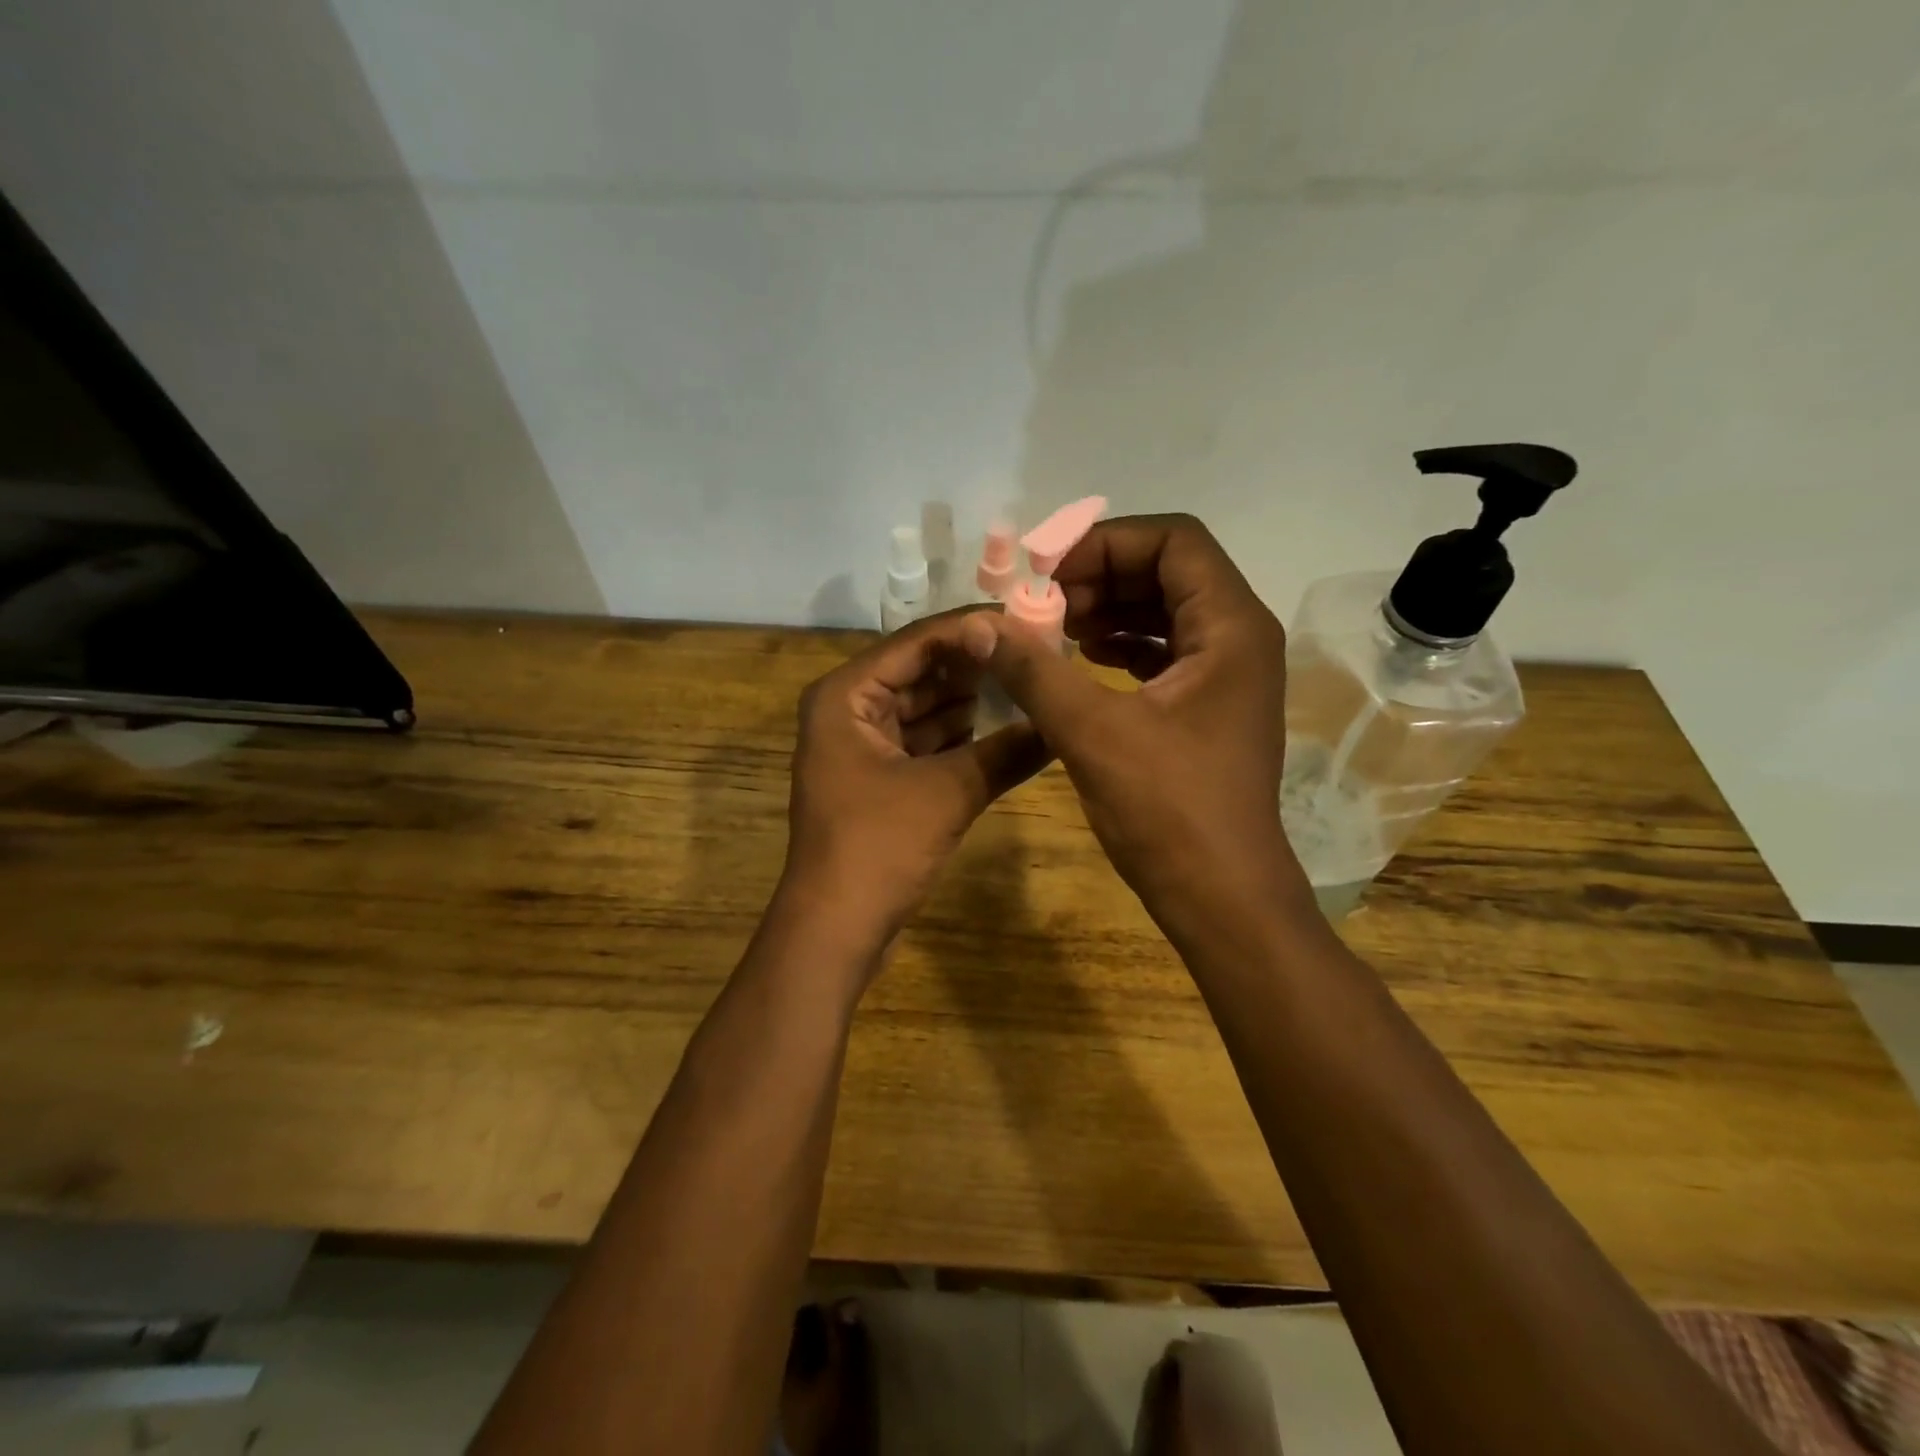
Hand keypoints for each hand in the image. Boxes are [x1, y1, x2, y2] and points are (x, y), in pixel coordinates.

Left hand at [782, 609, 1050, 949]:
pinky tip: (1007, 729)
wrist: (836, 928)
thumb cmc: (879, 847)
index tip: (1028, 621)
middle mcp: (849, 709)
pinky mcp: (879, 778)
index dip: (972, 629)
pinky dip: (960, 737)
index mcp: (846, 695)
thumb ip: (1006, 751)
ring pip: (925, 708)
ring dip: (972, 701)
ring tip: (1031, 685)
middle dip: (975, 666)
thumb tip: (1063, 724)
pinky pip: (925, 742)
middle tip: (1037, 652)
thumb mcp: (948, 792)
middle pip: (921, 672)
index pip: (917, 642)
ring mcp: (862, 745)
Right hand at [959, 515, 1312, 929]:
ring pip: (1167, 611)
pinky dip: (1123, 645)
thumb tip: (980, 624)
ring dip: (1110, 609)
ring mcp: (1229, 675)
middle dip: (1102, 575)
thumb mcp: (1091, 732)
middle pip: (1170, 571)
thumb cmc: (1168, 810)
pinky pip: (1166, 651)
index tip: (1046, 569)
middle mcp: (1240, 639)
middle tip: (1043, 601)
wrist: (1221, 895)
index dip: (1106, 542)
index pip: (1174, 540)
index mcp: (1230, 628)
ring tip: (1054, 628)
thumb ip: (1033, 668)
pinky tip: (1081, 659)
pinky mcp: (1210, 707)